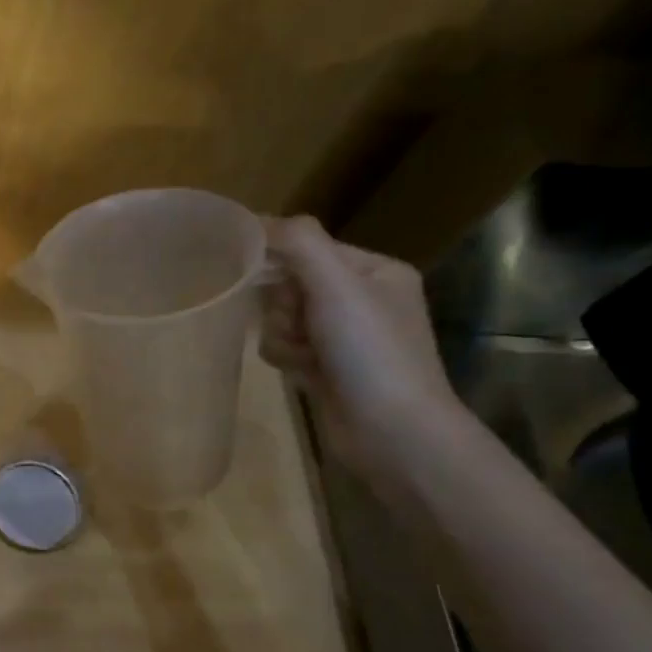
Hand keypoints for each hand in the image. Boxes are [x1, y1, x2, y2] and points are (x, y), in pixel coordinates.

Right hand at [261, 216, 466, 481]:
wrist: (392, 432)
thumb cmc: (370, 352)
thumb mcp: (337, 285)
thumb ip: (299, 243)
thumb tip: (259, 218)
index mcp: (375, 272)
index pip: (310, 248)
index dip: (282, 261)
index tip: (259, 275)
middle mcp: (361, 301)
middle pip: (291, 284)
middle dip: (284, 306)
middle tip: (301, 324)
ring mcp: (344, 339)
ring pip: (282, 319)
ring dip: (283, 335)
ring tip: (305, 356)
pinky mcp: (326, 370)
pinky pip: (284, 348)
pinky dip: (285, 358)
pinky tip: (301, 373)